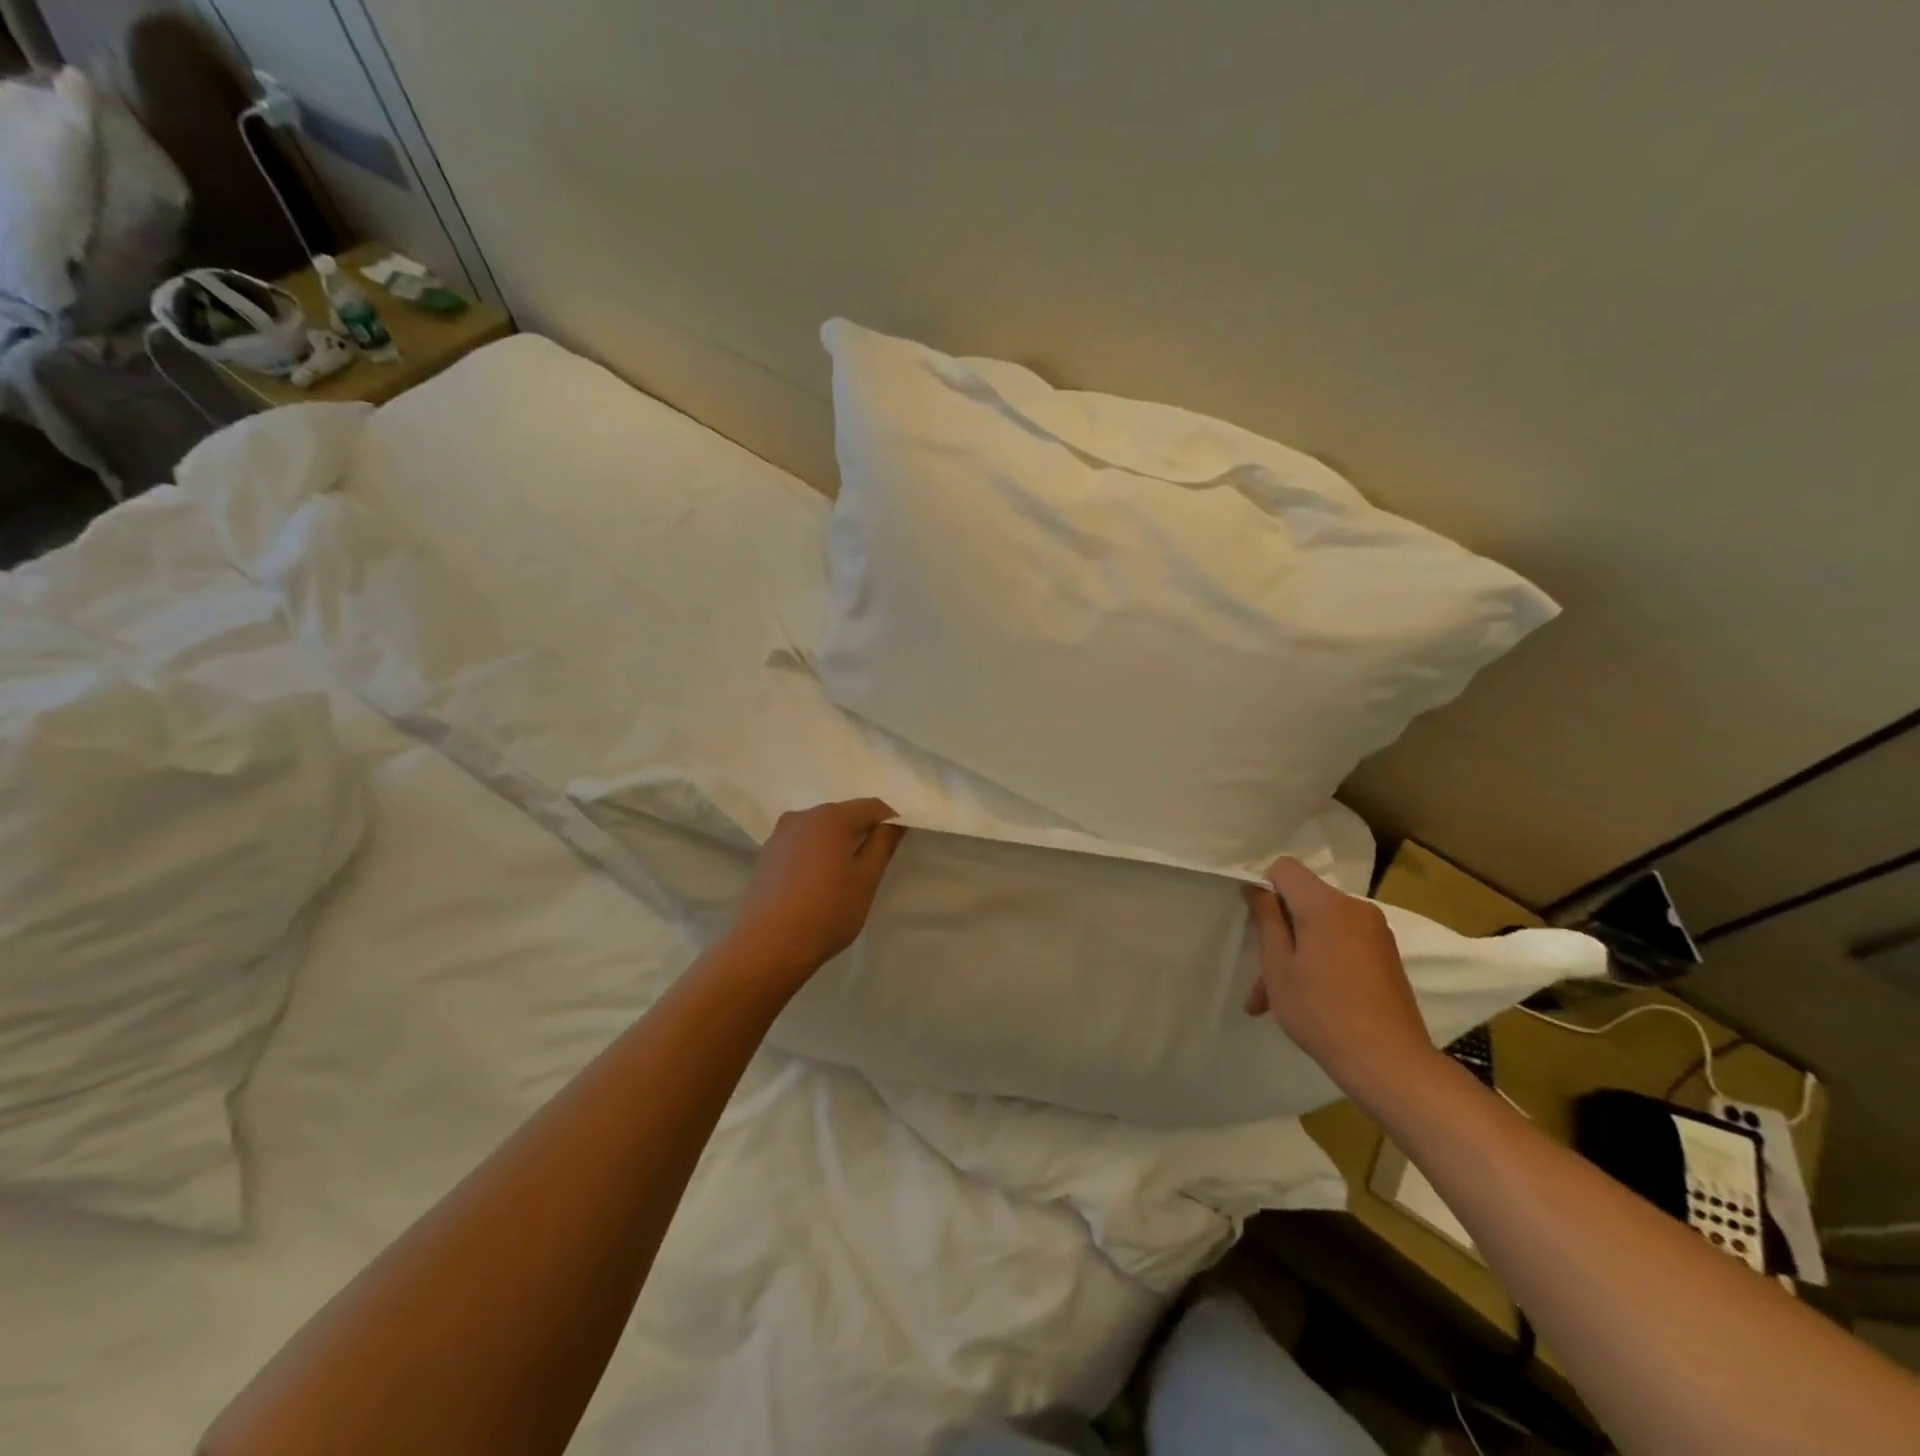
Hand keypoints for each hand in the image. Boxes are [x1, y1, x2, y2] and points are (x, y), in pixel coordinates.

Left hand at [732, 799, 906, 977]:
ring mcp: (779, 835)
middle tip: (872, 865)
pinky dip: (814, 855)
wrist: (768, 945)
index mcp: (831, 817)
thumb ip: (882, 845)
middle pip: (843, 815)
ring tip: (842, 878)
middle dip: (861, 832)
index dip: (889, 821)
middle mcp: (802, 816)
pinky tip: (816, 884)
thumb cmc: (827, 910)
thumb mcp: (866, 880)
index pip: (872, 807)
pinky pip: (800, 845)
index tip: (895, 846)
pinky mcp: (766, 856)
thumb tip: (893, 823)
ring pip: (819, 830)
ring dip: (836, 845)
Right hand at [1241, 858, 1439, 1102]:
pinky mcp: (1387, 956)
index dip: (1264, 889)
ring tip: (1276, 1000)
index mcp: (1326, 904)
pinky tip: (1309, 1000)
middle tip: (1261, 976)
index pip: (1285, 868)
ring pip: (1321, 927)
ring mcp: (1376, 932)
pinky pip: (1342, 944)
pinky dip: (1321, 962)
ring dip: (1297, 953)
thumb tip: (1256, 887)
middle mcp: (1356, 908)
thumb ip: (1266, 919)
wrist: (1390, 1062)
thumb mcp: (1278, 965)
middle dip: (1278, 931)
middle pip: (1304, 901)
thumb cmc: (1322, 1010)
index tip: (1256, 925)